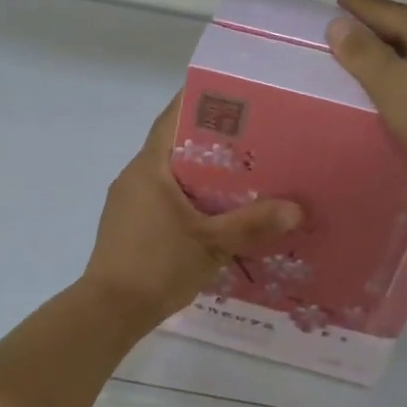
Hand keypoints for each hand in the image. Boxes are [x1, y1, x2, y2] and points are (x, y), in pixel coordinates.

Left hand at [81, 96, 302, 325]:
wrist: (109, 311)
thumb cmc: (156, 265)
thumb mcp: (211, 243)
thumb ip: (252, 224)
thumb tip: (297, 209)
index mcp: (149, 167)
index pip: (172, 119)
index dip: (198, 101)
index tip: (231, 94)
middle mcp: (135, 177)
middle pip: (174, 146)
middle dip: (210, 140)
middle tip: (252, 137)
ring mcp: (129, 203)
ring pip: (169, 175)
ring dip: (200, 172)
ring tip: (241, 174)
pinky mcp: (130, 226)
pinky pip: (163, 198)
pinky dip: (188, 197)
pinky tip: (215, 212)